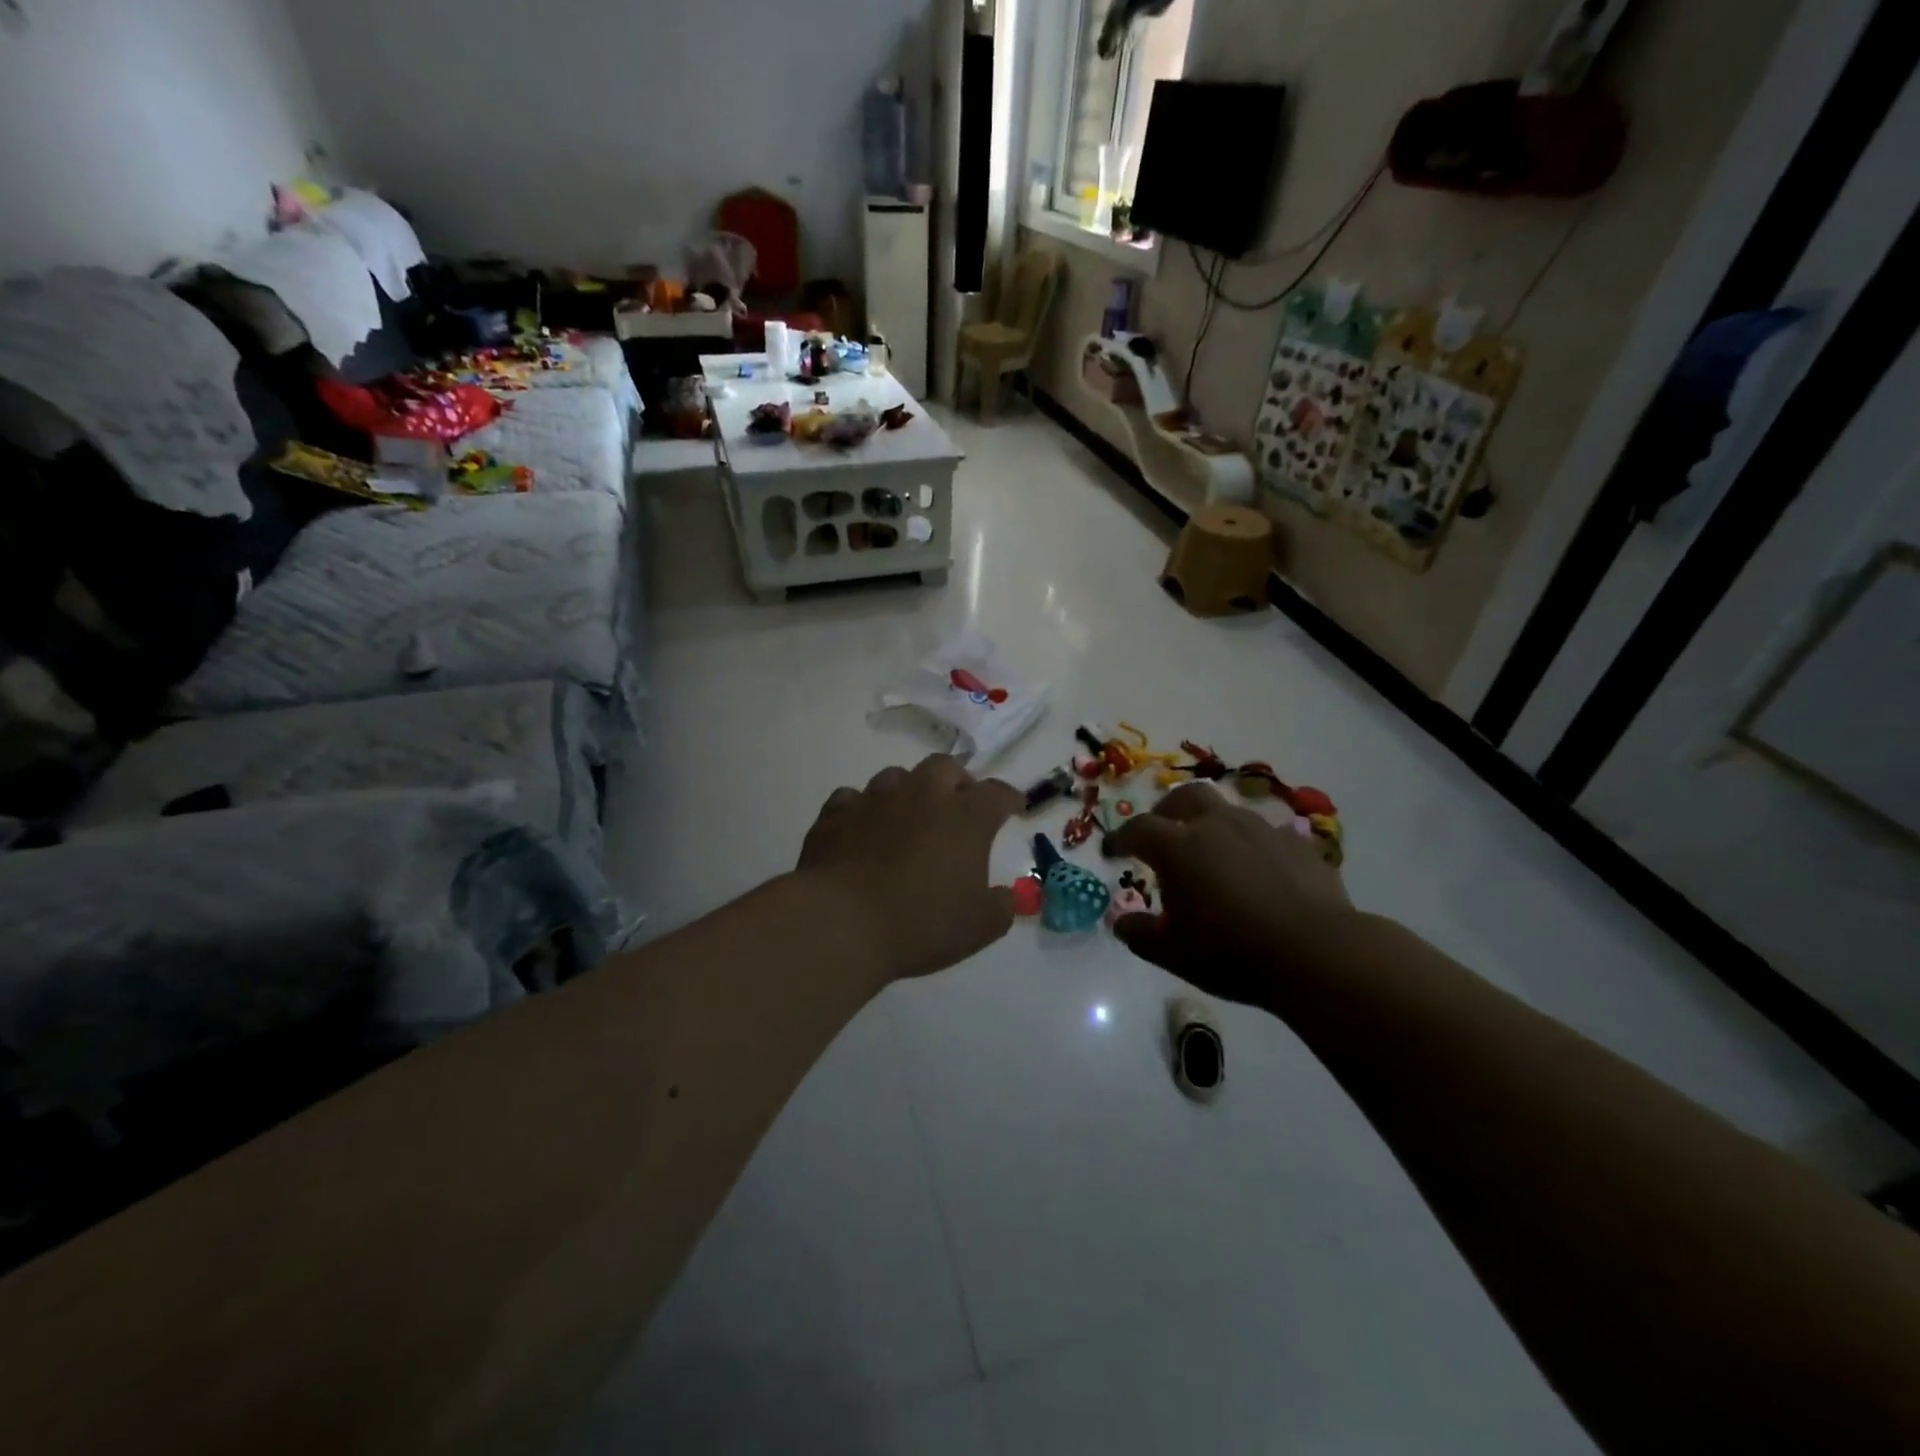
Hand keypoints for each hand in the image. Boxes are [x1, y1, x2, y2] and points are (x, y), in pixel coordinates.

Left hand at [796, 754, 1024, 981]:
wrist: (841, 923)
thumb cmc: (921, 924)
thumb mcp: (978, 927)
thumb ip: (1001, 907)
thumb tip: (1006, 896)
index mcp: (966, 817)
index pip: (997, 793)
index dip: (1009, 799)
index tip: (1014, 808)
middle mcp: (923, 795)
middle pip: (945, 766)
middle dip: (957, 781)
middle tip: (959, 805)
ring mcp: (876, 799)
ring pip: (897, 776)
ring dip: (909, 790)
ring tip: (909, 815)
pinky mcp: (836, 813)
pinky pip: (853, 798)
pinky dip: (864, 809)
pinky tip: (863, 829)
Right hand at [1106, 783, 1354, 1005]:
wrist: (1317, 953)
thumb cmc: (1233, 953)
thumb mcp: (1173, 954)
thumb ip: (1141, 934)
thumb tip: (1121, 922)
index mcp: (1179, 847)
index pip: (1139, 828)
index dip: (1120, 838)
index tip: (1112, 851)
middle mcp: (1217, 825)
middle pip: (1185, 797)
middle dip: (1167, 811)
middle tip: (1163, 832)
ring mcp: (1261, 830)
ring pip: (1228, 811)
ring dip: (1212, 825)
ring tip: (1213, 855)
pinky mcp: (1298, 844)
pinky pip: (1266, 834)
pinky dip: (1252, 846)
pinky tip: (1258, 871)